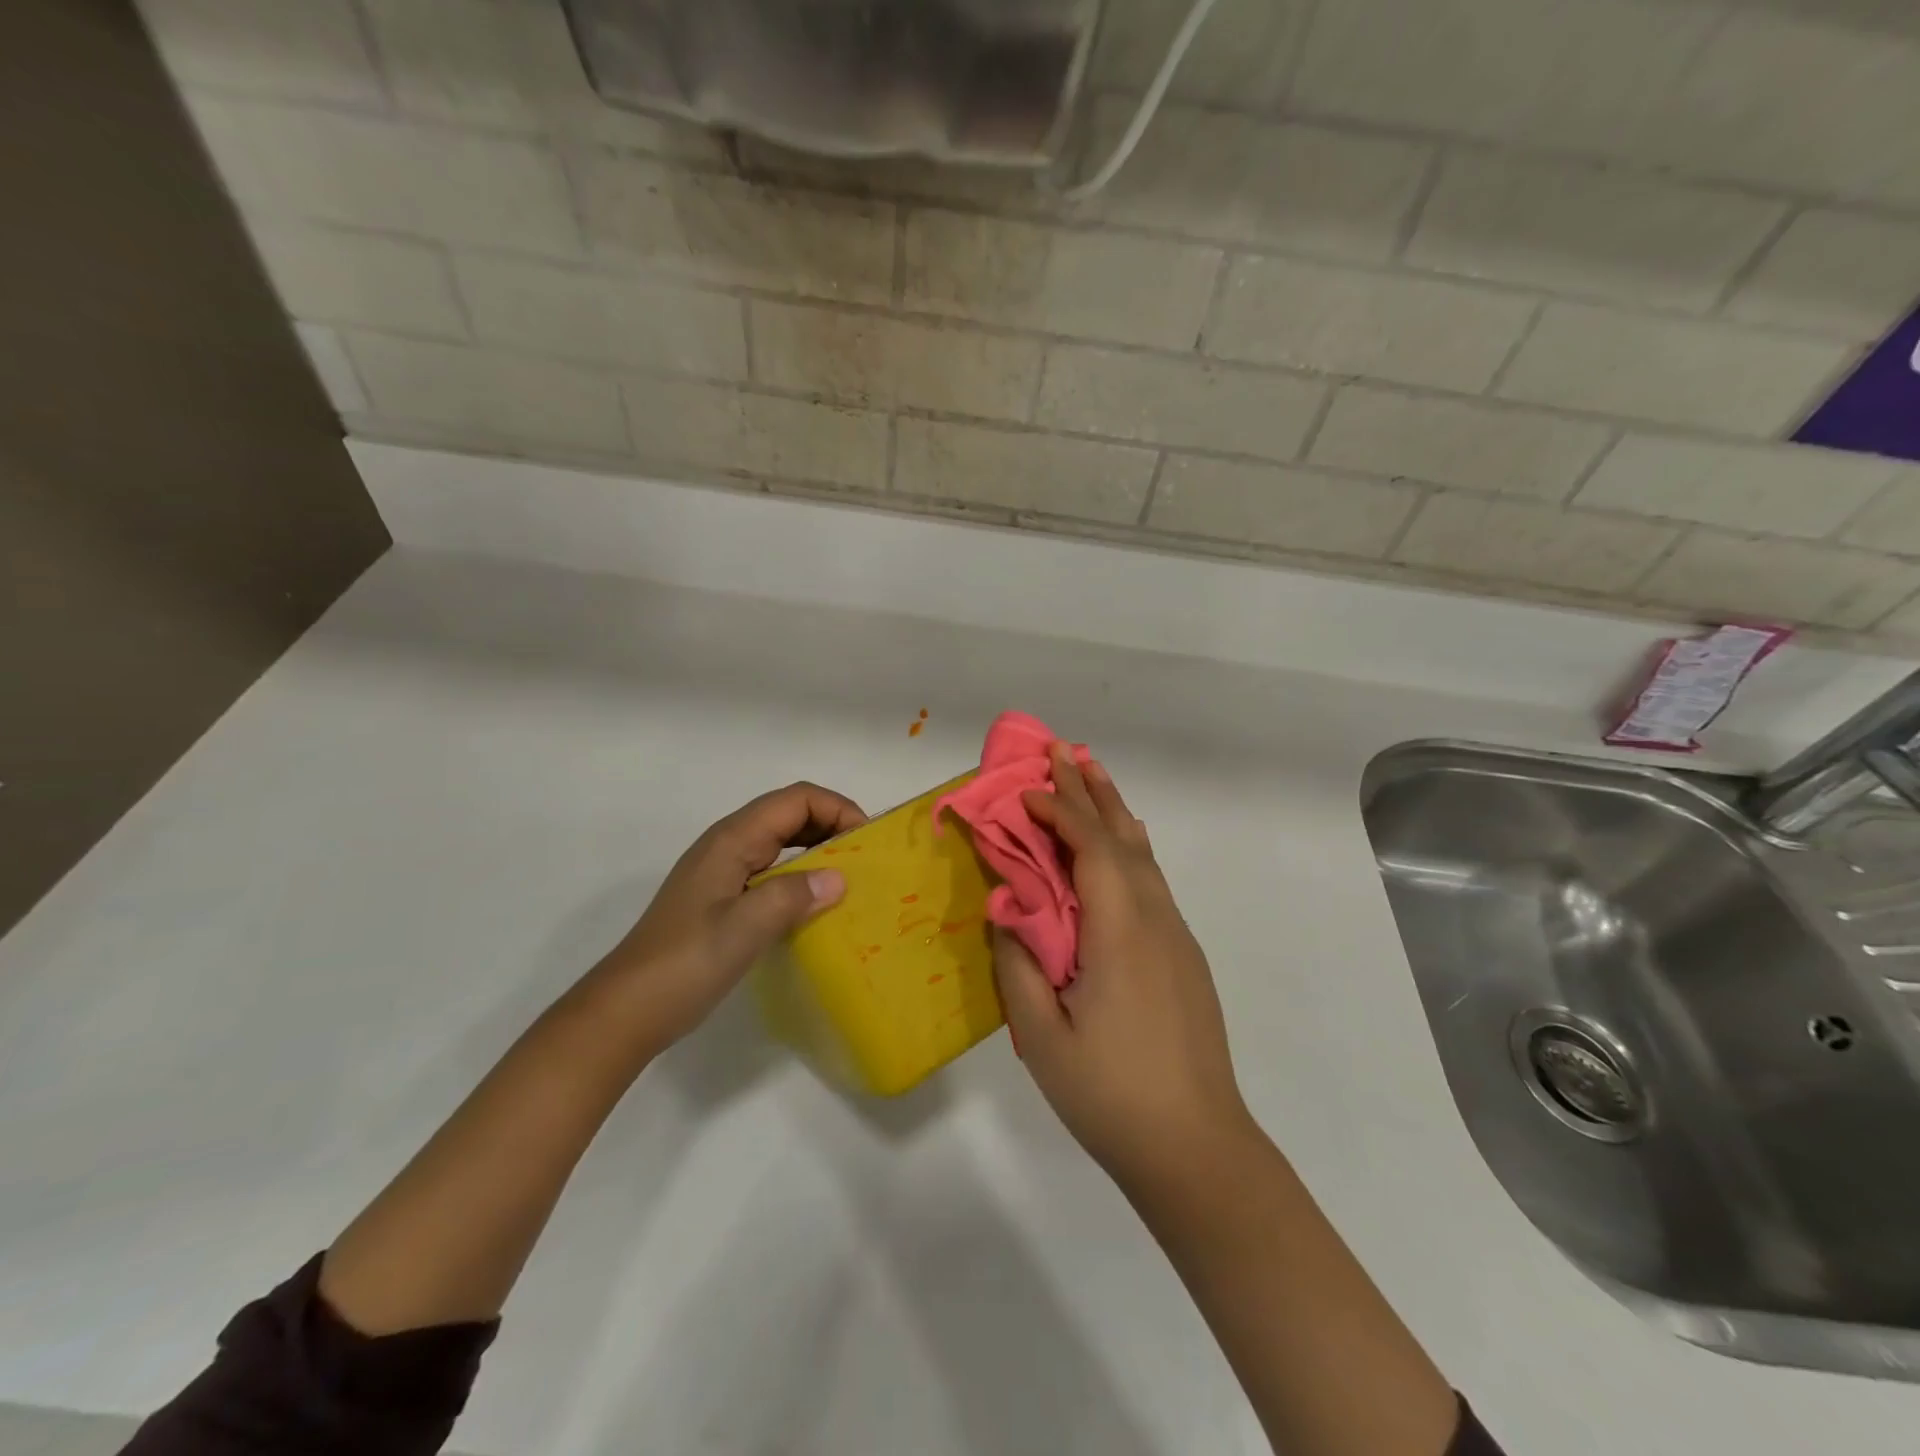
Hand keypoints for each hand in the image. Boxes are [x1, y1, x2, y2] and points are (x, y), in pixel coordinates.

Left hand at [590, 782, 865, 1055]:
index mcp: (732, 840)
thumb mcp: (743, 929)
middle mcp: (728, 845)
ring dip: (818, 849)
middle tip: (866, 860)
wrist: (627, 1010)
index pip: (795, 800)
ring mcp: (724, 871)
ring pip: (781, 841)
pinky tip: (816, 903)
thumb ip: (792, 896)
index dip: (836, 808)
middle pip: (790, 814)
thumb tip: (839, 878)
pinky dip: (801, 874)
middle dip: (832, 825)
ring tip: (850, 878)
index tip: (867, 840)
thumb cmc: (685, 964)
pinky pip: (772, 869)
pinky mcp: (723, 897)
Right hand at [994, 748, 1252, 1188]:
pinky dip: (1129, 848)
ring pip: (1143, 856)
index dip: (1060, 810)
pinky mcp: (1183, 956)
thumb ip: (1018, 964)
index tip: (1025, 790)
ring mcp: (1175, 937)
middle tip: (1064, 750)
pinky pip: (1152, 882)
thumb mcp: (1043, 1036)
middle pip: (1122, 837)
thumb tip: (1007, 911)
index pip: (1091, 848)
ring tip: (1094, 775)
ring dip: (1114, 812)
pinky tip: (1121, 847)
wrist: (1197, 1148)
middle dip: (1091, 791)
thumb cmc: (1111, 1093)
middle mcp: (1155, 920)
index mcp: (1120, 932)